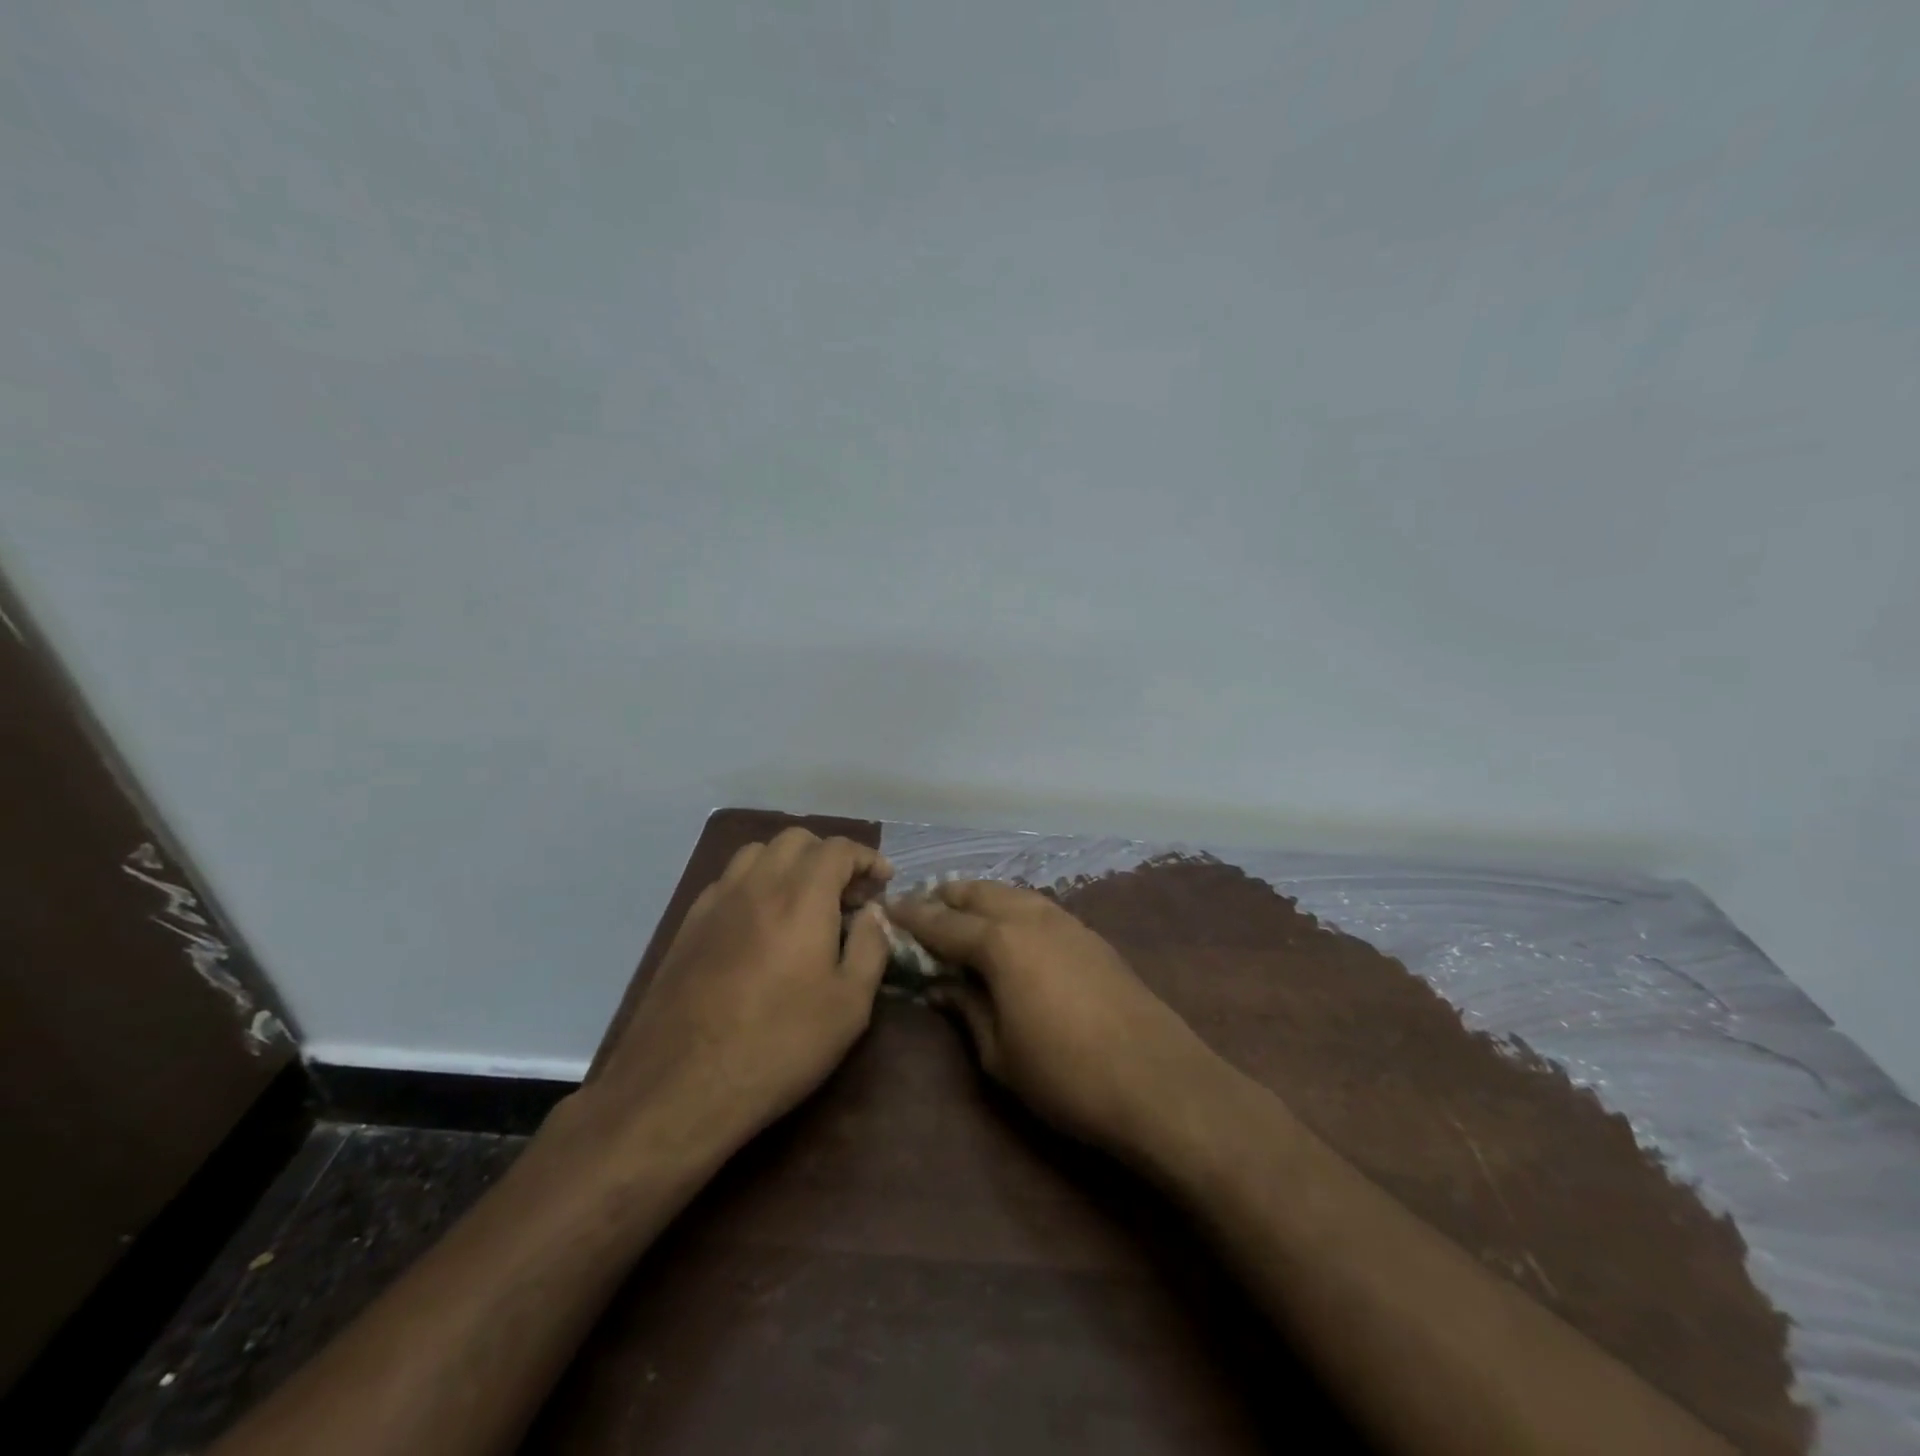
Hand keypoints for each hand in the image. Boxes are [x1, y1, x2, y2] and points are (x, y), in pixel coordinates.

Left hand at [592, 829, 894, 1155]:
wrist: (679, 1086)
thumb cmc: (778, 1045)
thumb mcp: (849, 1005)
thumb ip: (870, 948)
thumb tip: (874, 914)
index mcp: (801, 896)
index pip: (838, 849)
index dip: (867, 858)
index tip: (883, 882)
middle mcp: (757, 884)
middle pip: (797, 840)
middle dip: (829, 856)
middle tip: (847, 895)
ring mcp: (716, 901)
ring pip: (757, 853)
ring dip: (789, 864)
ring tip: (804, 902)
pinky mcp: (688, 925)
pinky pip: (728, 881)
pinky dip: (756, 883)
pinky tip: (761, 924)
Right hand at [886, 881, 1226, 1165]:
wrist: (1158, 1081)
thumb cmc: (1066, 1076)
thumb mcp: (1000, 1054)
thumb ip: (967, 1009)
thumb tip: (942, 985)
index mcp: (1000, 942)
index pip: (943, 923)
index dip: (913, 918)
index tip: (888, 910)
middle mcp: (1031, 918)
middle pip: (981, 893)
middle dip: (948, 896)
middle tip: (924, 906)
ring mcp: (1067, 923)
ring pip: (1014, 894)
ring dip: (984, 897)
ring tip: (964, 911)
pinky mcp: (1092, 937)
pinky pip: (1040, 908)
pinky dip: (1015, 908)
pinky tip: (1013, 929)